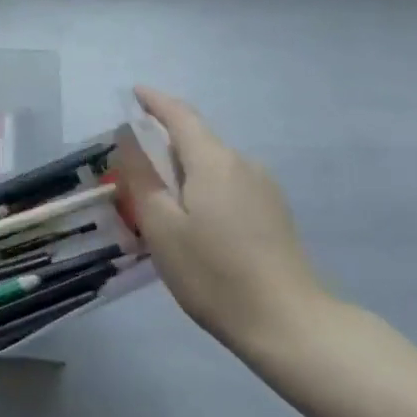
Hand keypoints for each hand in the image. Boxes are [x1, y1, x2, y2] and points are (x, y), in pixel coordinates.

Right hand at [121, 87, 336, 360]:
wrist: (288, 323)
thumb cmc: (213, 274)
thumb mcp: (161, 227)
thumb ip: (141, 177)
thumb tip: (128, 137)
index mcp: (214, 161)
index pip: (179, 115)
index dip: (154, 101)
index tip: (133, 93)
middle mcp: (243, 163)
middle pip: (196, 140)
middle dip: (163, 145)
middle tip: (131, 172)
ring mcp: (264, 188)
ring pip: (212, 166)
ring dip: (182, 172)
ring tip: (159, 207)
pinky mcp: (274, 212)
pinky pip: (228, 185)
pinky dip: (202, 190)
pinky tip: (193, 224)